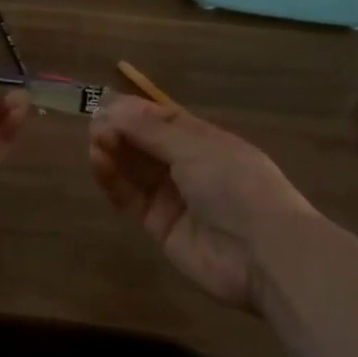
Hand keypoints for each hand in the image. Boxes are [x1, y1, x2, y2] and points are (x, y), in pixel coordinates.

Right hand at [89, 96, 321, 312]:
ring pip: (136, 170)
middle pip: (147, 144)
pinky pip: (132, 199)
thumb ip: (150, 130)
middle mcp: (190, 166)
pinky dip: (114, 182)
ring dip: (114, 153)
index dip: (135, 112)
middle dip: (121, 131)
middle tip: (94, 124)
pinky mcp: (160, 227)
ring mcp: (175, 198)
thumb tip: (113, 106)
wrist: (263, 253)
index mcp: (207, 141)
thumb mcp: (194, 147)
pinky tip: (99, 164)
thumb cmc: (235, 185)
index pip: (165, 120)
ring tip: (94, 142)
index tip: (104, 103)